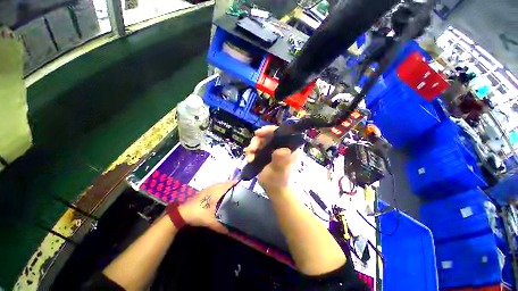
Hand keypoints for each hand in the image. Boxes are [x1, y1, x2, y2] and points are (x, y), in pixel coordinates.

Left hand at [178, 181, 236, 233]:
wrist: (183, 213)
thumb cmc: (198, 214)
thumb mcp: (209, 221)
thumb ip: (220, 226)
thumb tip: (229, 231)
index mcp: (216, 192)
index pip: (228, 184)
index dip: (235, 183)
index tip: (242, 185)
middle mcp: (213, 188)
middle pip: (225, 183)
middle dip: (232, 185)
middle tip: (239, 190)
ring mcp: (208, 188)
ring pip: (220, 184)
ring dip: (226, 186)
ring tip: (232, 191)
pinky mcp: (204, 191)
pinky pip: (216, 186)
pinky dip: (221, 188)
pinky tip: (222, 194)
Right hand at [244, 126, 298, 193]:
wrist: (274, 189)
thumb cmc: (280, 180)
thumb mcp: (280, 170)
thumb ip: (281, 160)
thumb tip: (282, 149)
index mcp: (290, 146)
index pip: (281, 132)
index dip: (269, 130)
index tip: (259, 133)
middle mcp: (281, 144)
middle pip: (267, 135)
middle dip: (257, 141)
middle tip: (251, 150)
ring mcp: (272, 148)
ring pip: (260, 141)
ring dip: (252, 148)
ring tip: (249, 158)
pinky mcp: (265, 153)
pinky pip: (256, 148)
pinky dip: (251, 152)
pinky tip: (249, 159)